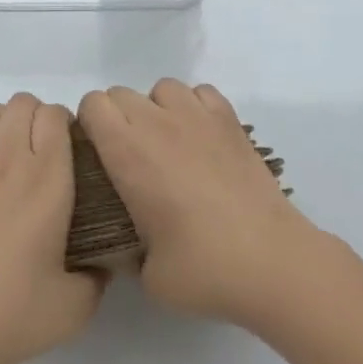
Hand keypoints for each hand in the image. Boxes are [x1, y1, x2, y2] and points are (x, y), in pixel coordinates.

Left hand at [0, 94, 104, 363]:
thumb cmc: (9, 313)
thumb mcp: (73, 308)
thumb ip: (96, 279)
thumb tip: (102, 264)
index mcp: (46, 178)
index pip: (55, 115)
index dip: (66, 125)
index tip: (72, 152)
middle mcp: (8, 159)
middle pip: (22, 102)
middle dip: (37, 117)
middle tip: (43, 154)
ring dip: (4, 123)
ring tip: (10, 156)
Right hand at [78, 79, 320, 328]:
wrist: (272, 262)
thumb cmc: (204, 269)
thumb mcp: (147, 275)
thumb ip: (126, 250)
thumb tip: (123, 245)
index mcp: (127, 152)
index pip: (92, 105)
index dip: (90, 125)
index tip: (98, 155)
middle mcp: (157, 123)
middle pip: (121, 94)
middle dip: (118, 119)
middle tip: (132, 159)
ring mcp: (197, 116)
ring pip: (161, 88)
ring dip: (157, 109)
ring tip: (169, 145)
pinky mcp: (230, 120)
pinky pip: (200, 92)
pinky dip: (194, 107)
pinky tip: (201, 138)